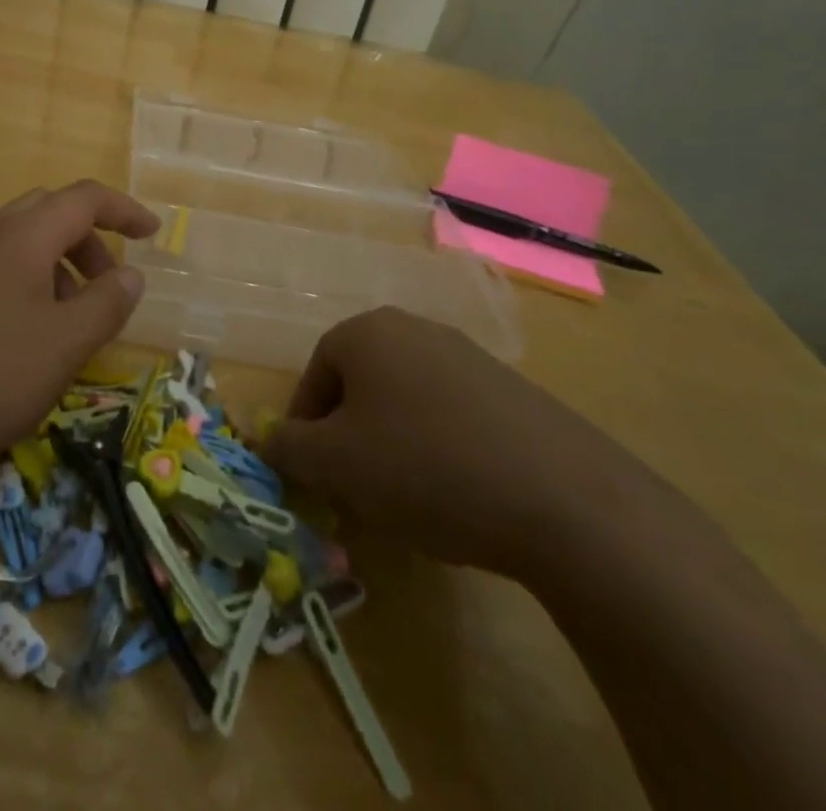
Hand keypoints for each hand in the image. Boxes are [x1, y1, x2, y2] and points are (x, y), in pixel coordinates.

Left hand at [0, 181, 158, 480]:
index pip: (84, 198)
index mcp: (22, 237)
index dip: (124, 210)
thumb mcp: (63, 346)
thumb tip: (131, 275)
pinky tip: (27, 335)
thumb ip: (106, 305)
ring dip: (59, 264)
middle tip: (108, 284)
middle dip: (90, 240)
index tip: (153, 234)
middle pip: (51, 212)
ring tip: (69, 321)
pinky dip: (30, 281)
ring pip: (23, 240)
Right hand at [262, 307, 656, 580]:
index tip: (312, 473)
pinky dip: (439, 447)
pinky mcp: (510, 389)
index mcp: (367, 332)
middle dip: (349, 435)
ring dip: (392, 442)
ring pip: (405, 398)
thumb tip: (265, 435)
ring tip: (405, 496)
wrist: (560, 496)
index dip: (305, 426)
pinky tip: (457, 492)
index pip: (315, 373)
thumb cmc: (423, 467)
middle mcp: (415, 329)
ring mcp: (468, 354)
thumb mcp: (336, 465)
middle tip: (354, 487)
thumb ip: (288, 446)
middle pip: (361, 382)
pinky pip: (452, 413)